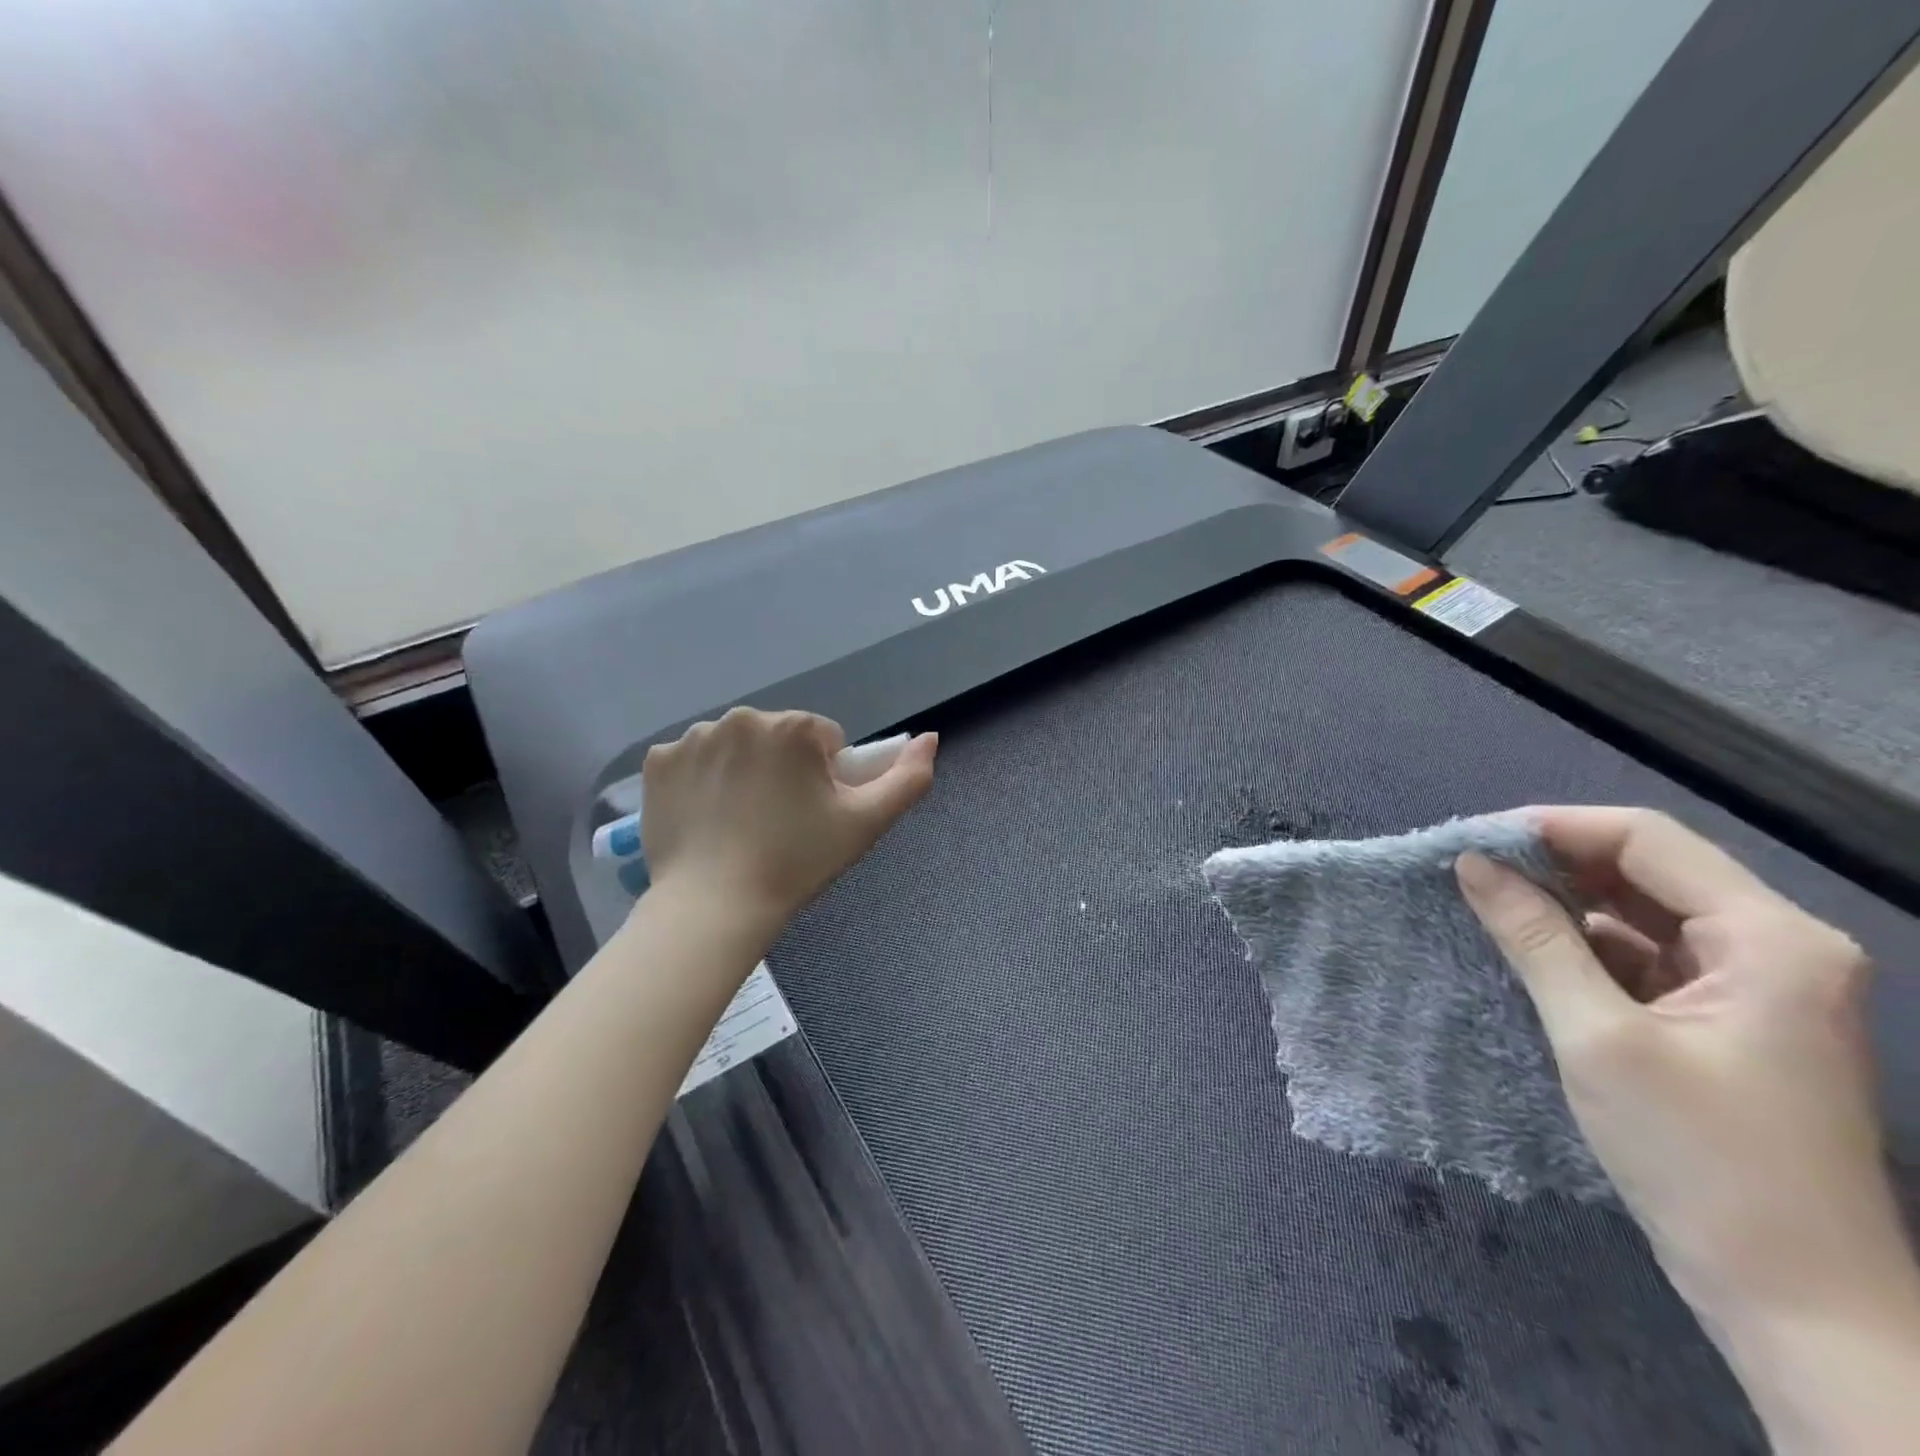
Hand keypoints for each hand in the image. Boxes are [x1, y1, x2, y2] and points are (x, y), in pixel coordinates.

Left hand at [640, 708, 936, 927]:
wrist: (714, 907)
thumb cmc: (797, 862)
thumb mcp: (866, 824)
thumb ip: (908, 778)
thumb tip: (931, 738)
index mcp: (793, 727)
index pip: (824, 739)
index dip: (825, 778)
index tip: (811, 815)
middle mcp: (742, 718)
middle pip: (778, 738)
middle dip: (784, 769)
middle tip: (778, 822)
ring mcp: (693, 738)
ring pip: (736, 746)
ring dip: (743, 771)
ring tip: (740, 822)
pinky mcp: (658, 761)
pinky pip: (693, 760)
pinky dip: (701, 780)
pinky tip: (706, 816)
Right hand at [1455, 808, 1914, 1330]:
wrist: (1797, 1304)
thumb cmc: (1700, 1160)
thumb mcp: (1598, 1037)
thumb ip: (1534, 938)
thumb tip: (1473, 864)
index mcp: (1771, 939)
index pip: (1648, 840)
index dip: (1555, 829)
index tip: (1474, 841)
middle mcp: (1776, 947)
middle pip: (1650, 869)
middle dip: (1556, 865)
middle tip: (1470, 872)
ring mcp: (1757, 986)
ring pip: (1645, 912)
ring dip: (1567, 905)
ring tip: (1486, 905)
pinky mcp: (1729, 1020)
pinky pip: (1648, 955)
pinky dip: (1587, 947)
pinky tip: (1529, 951)